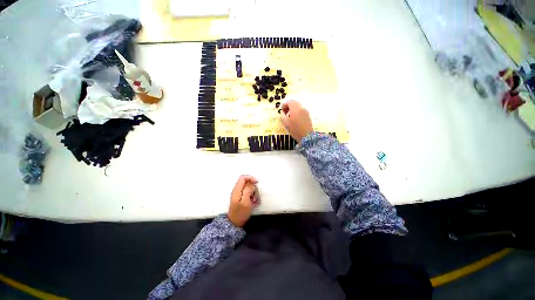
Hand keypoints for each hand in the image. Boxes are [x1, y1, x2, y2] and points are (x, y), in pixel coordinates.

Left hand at [228, 175, 259, 226]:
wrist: (235, 223)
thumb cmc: (240, 213)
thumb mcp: (245, 202)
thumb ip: (248, 190)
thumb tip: (251, 183)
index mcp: (237, 189)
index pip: (243, 177)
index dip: (251, 178)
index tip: (257, 183)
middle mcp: (238, 190)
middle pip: (248, 183)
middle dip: (254, 189)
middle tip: (255, 198)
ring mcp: (240, 194)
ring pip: (250, 188)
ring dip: (255, 194)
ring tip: (255, 202)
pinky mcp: (242, 197)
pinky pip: (250, 193)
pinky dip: (253, 197)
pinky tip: (254, 203)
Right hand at [279, 100, 312, 141]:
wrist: (307, 136)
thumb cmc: (295, 130)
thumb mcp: (285, 123)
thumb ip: (282, 115)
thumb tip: (282, 112)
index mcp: (295, 108)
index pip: (289, 101)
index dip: (284, 105)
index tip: (282, 111)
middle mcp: (301, 107)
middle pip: (294, 102)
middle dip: (288, 106)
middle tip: (285, 113)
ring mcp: (306, 111)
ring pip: (298, 106)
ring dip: (293, 109)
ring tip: (290, 116)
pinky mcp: (308, 114)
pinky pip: (301, 109)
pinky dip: (297, 111)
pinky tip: (295, 118)